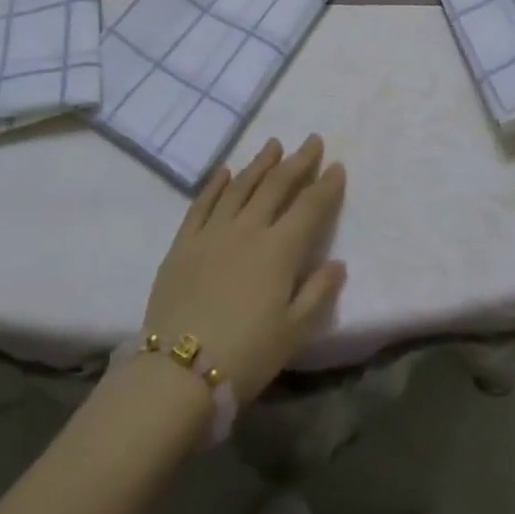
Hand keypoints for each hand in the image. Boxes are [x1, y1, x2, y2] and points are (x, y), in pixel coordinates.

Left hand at [141, 136, 346, 401]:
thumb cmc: (245, 356)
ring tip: (273, 144)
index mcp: (279, 250)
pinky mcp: (183, 243)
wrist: (177, 373)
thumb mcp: (293, 333)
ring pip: (241, 186)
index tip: (336, 165)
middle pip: (277, 185)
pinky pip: (202, 203)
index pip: (309, 207)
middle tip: (311, 140)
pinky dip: (215, 184)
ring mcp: (213, 232)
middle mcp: (248, 229)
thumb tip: (337, 263)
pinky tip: (225, 172)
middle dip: (298, 161)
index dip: (326, 185)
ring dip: (260, 163)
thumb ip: (318, 293)